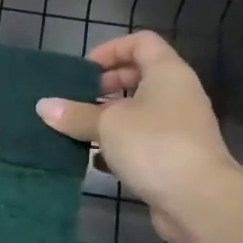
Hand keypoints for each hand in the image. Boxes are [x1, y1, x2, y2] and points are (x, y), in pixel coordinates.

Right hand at [35, 31, 242, 242]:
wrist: (198, 200)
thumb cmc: (154, 145)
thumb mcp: (107, 125)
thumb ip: (75, 114)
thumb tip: (43, 106)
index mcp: (167, 73)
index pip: (142, 42)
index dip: (111, 49)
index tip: (84, 69)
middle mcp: (178, 95)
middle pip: (140, 77)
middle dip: (106, 85)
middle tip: (77, 99)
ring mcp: (179, 128)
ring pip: (139, 112)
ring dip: (109, 119)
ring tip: (79, 130)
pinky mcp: (174, 158)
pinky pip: (142, 142)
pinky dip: (118, 147)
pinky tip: (95, 161)